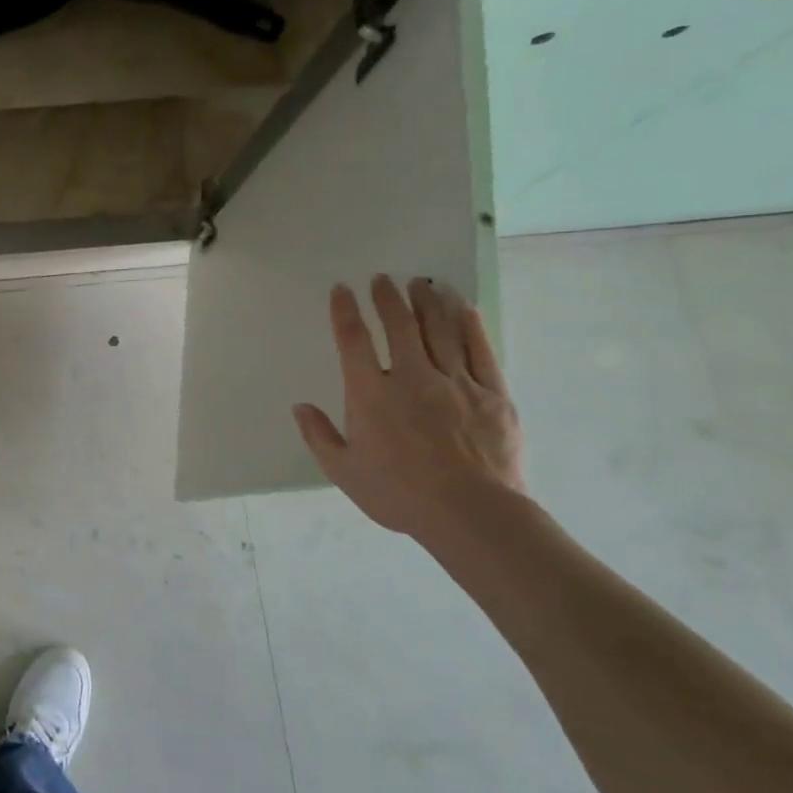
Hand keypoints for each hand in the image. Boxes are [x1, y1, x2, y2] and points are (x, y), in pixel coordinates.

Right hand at [293, 276, 524, 540]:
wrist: (472, 514)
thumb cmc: (399, 494)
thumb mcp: (344, 472)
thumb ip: (319, 436)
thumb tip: (300, 407)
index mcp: (371, 394)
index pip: (353, 340)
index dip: (345, 311)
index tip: (342, 289)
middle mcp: (411, 377)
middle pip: (399, 326)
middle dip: (388, 298)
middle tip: (383, 278)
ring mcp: (455, 382)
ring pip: (439, 330)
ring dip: (427, 303)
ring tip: (421, 283)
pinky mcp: (492, 394)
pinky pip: (480, 350)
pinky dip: (470, 325)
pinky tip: (462, 307)